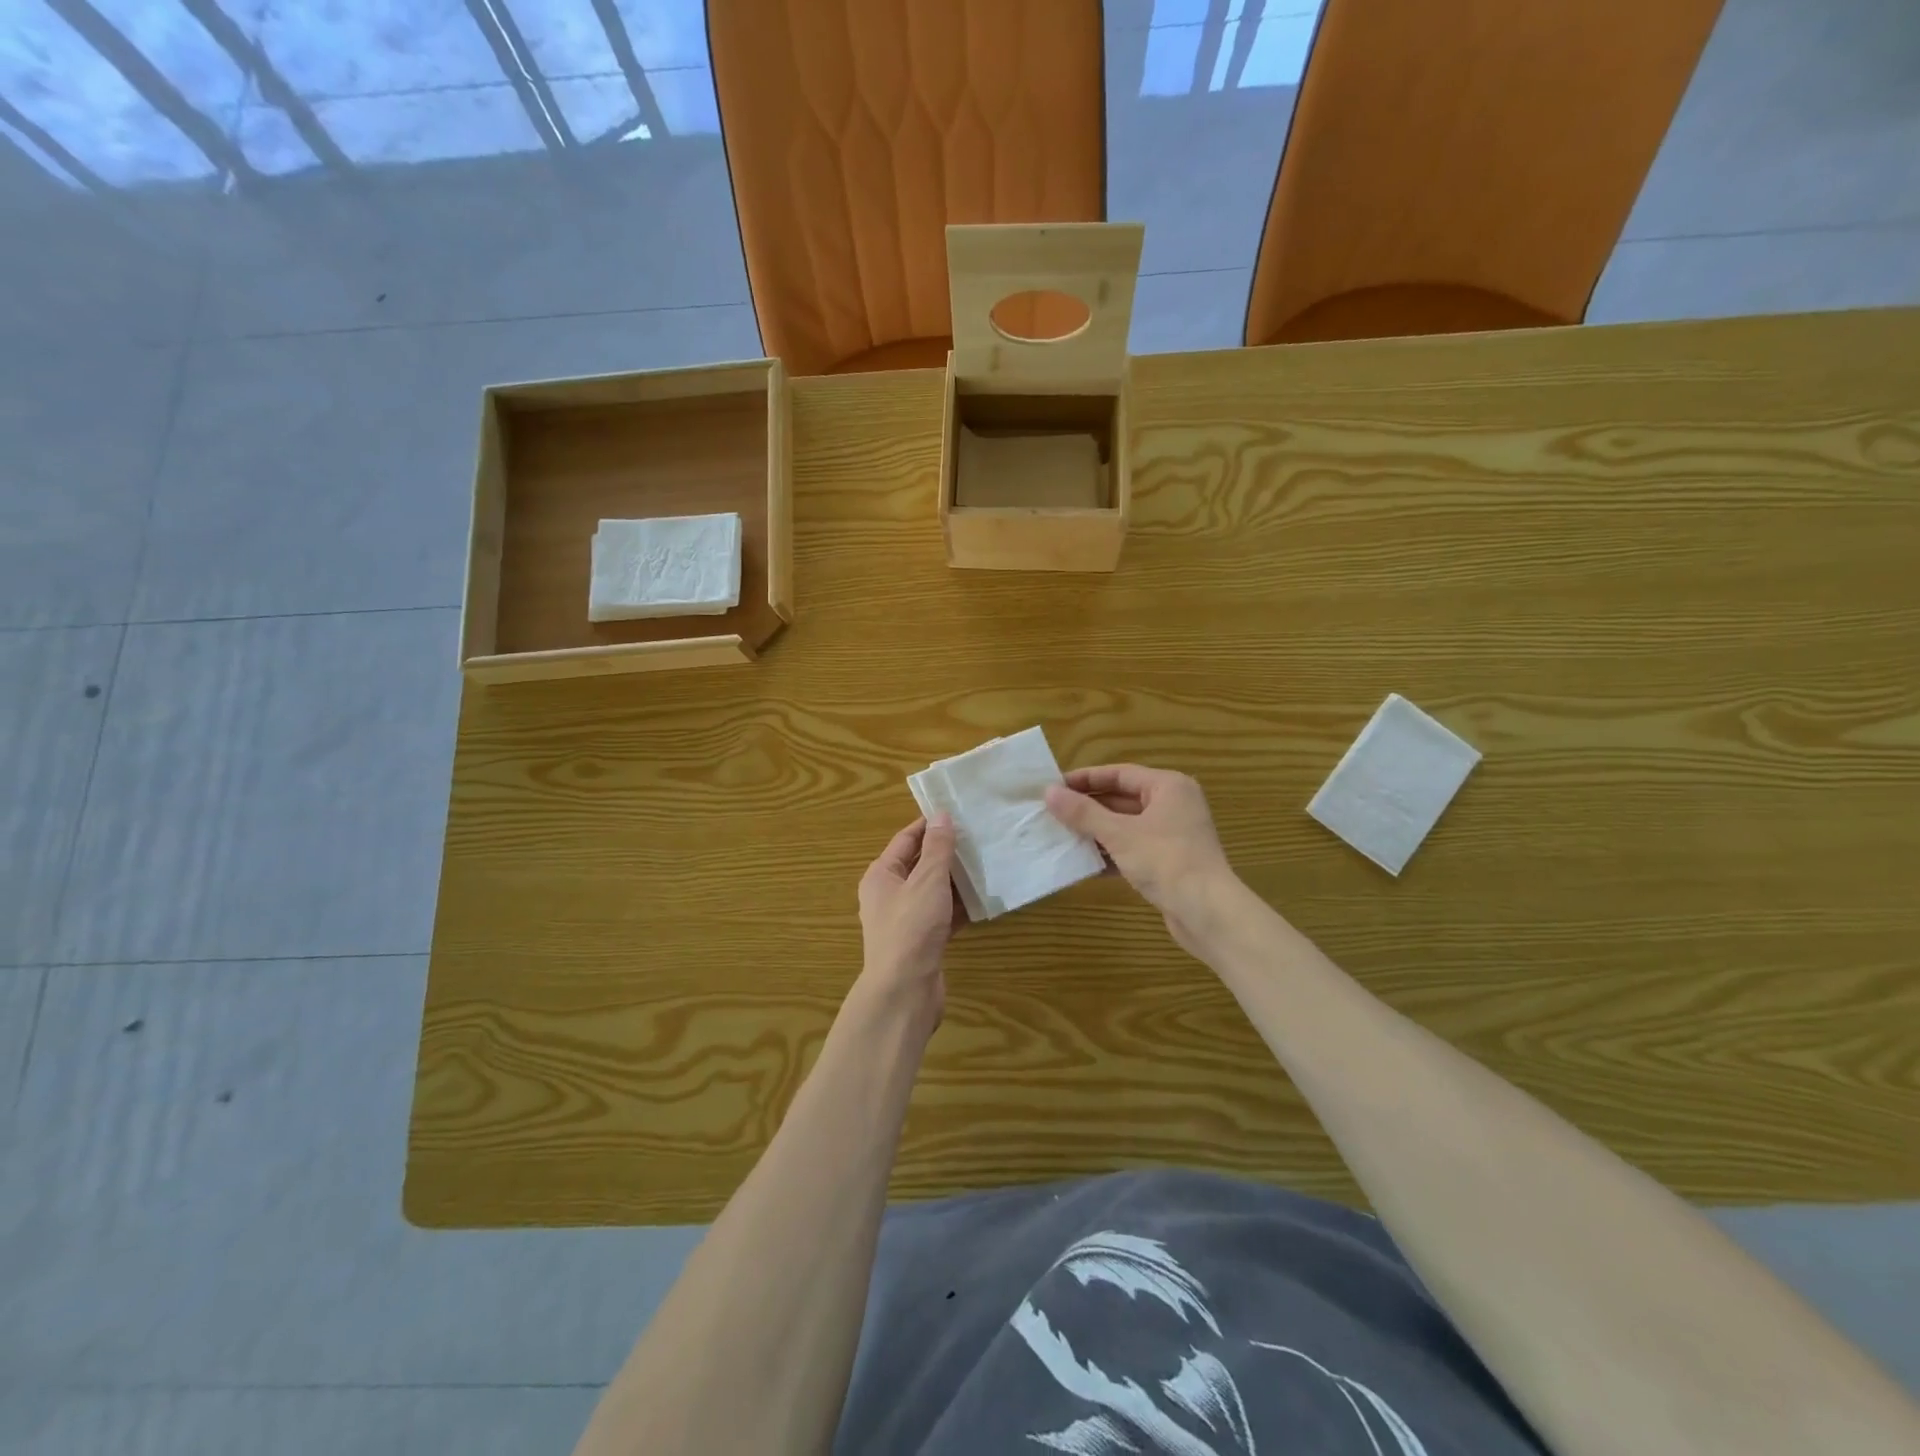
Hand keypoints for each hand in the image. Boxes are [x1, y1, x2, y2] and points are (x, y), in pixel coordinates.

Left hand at [857, 815, 964, 1019]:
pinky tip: (984, 899)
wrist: (904, 992)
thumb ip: (937, 848)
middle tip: (979, 837)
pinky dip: (960, 907)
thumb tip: (941, 815)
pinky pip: (943, 915)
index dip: (930, 825)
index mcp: (882, 875)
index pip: (906, 839)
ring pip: (934, 891)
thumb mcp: (927, 881)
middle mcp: (889, 894)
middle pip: (921, 864)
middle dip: (948, 853)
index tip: (958, 812)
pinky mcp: (922, 941)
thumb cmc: (912, 928)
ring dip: (957, 881)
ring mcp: (906, 920)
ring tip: (987, 863)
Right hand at [1045, 764, 1236, 950]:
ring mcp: (1172, 836)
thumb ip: (1083, 813)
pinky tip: (1083, 864)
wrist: (1208, 913)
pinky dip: (1110, 854)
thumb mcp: (1119, 834)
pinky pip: (1132, 850)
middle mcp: (1173, 805)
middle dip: (1088, 808)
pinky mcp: (1168, 863)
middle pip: (1122, 799)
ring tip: (1060, 836)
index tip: (1054, 786)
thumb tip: (1049, 792)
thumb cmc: (1165, 861)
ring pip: (1125, 826)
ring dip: (1095, 832)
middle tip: (1052, 812)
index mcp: (1167, 787)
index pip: (1119, 773)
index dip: (1085, 779)